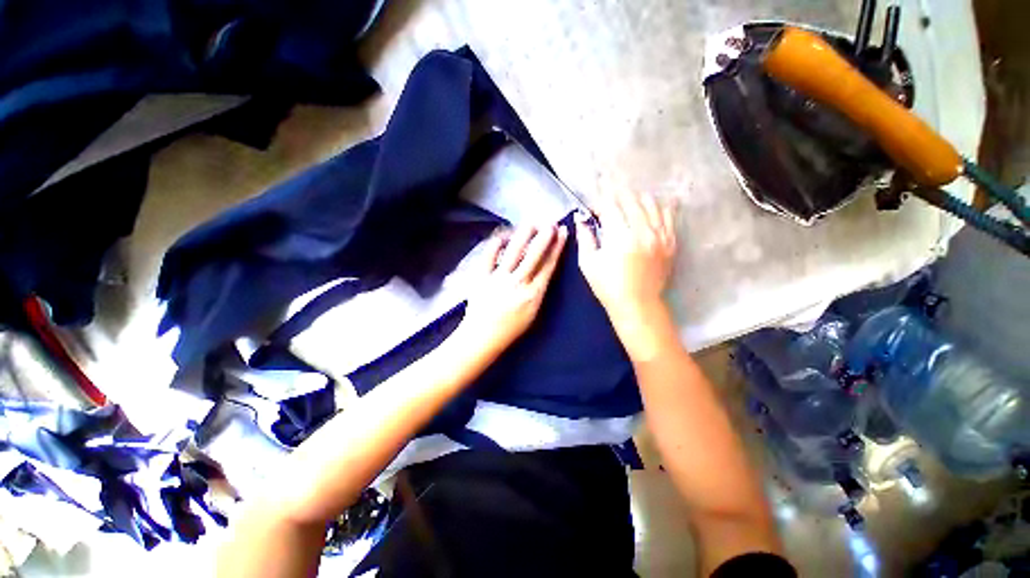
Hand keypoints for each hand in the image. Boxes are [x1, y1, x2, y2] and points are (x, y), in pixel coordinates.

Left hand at [458, 224, 567, 357]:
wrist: (482, 336)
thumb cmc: (511, 328)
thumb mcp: (532, 313)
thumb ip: (538, 290)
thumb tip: (543, 268)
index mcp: (533, 294)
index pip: (548, 266)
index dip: (557, 247)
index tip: (562, 233)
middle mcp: (518, 283)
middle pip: (534, 255)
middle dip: (544, 236)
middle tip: (550, 223)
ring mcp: (498, 278)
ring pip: (514, 251)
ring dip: (525, 235)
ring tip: (532, 223)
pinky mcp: (481, 276)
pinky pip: (489, 255)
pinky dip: (496, 243)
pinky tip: (503, 235)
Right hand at [576, 192, 676, 355]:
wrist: (638, 305)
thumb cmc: (608, 287)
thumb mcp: (588, 264)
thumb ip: (584, 238)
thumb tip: (580, 220)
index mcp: (619, 236)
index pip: (610, 205)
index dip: (599, 203)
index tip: (592, 210)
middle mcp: (643, 231)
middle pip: (631, 199)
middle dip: (616, 197)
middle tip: (607, 205)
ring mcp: (660, 235)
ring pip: (651, 203)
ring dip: (636, 199)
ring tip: (627, 203)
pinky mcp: (670, 242)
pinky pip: (669, 216)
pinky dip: (661, 207)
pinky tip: (656, 204)